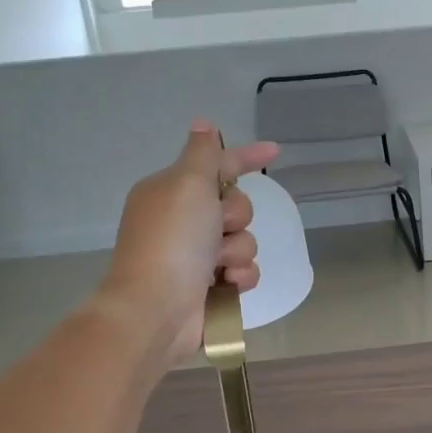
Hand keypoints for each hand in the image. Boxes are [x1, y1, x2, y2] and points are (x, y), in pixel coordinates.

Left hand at [98, 121, 279, 367]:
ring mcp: (197, 256)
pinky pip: (245, 271)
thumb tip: (203, 124)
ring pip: (245, 240)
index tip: (275, 151)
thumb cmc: (171, 241)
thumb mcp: (187, 185)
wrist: (156, 308)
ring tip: (218, 266)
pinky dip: (240, 277)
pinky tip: (227, 285)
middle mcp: (184, 221)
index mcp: (172, 191)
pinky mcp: (212, 287)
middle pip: (236, 205)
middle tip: (217, 228)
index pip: (217, 165)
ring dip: (238, 251)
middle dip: (235, 217)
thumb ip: (203, 154)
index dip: (246, 157)